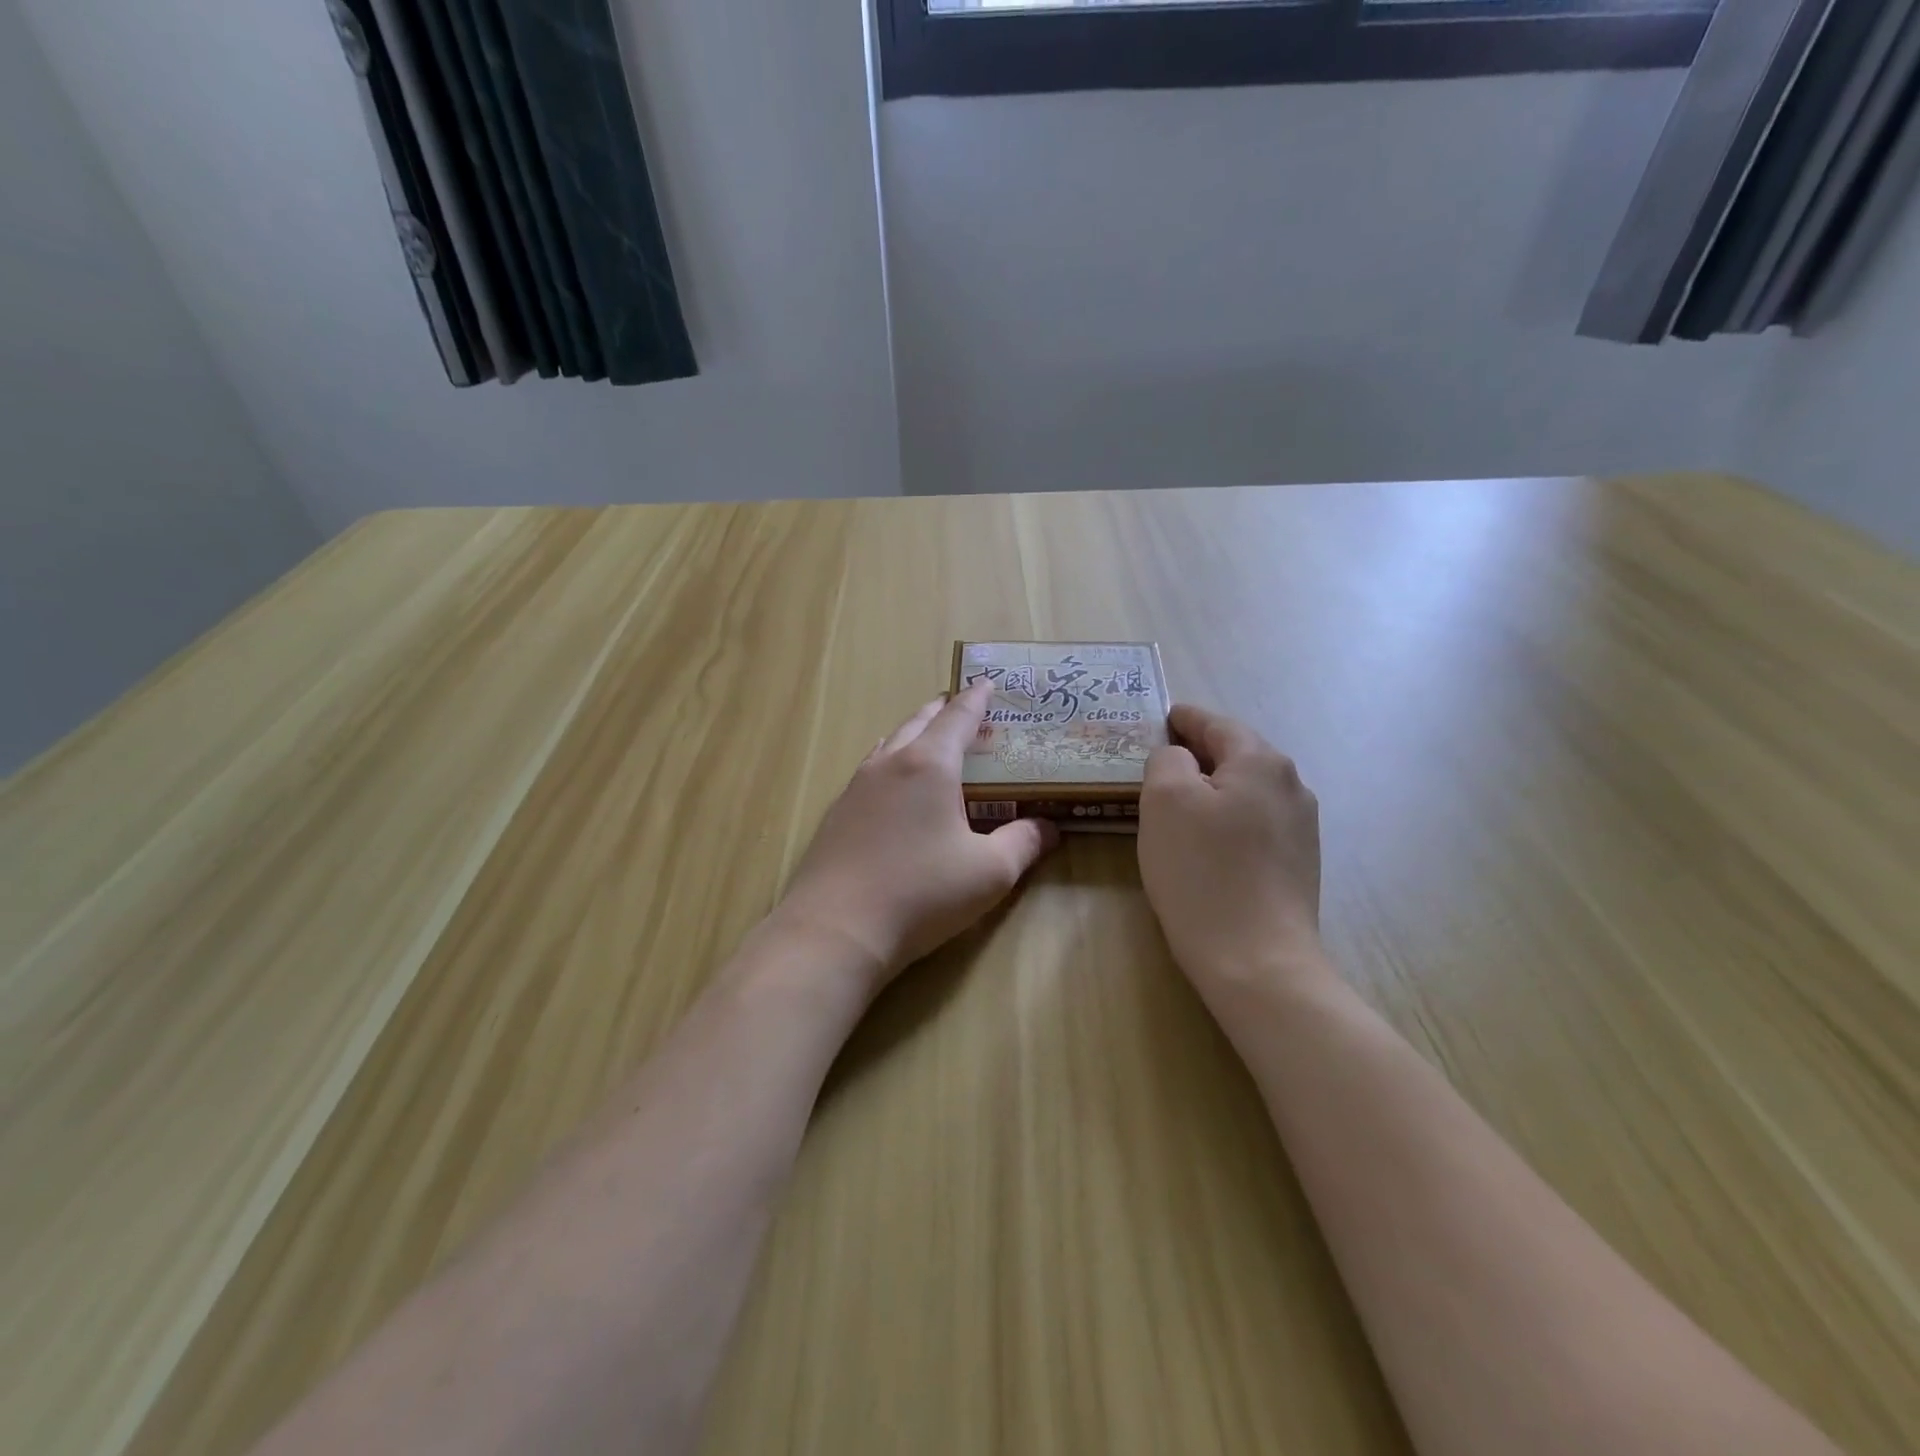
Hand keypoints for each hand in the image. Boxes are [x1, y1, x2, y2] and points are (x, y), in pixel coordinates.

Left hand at [776, 680, 1059, 992]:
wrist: (835, 930)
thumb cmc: (921, 893)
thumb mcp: (989, 873)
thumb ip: (1024, 843)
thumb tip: (1049, 827)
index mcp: (929, 765)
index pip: (958, 718)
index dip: (977, 699)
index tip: (987, 682)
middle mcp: (889, 765)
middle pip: (918, 722)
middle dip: (942, 710)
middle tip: (960, 705)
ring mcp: (856, 788)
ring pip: (889, 744)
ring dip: (912, 733)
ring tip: (926, 736)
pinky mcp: (836, 815)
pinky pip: (870, 772)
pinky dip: (890, 763)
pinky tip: (891, 785)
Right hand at [1138, 704, 1328, 1010]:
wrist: (1257, 960)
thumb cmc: (1202, 872)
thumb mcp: (1165, 800)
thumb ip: (1168, 760)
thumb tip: (1180, 758)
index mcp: (1262, 762)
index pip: (1217, 724)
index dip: (1185, 719)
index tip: (1162, 717)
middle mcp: (1292, 786)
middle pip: (1237, 755)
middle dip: (1199, 753)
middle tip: (1159, 760)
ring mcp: (1301, 828)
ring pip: (1246, 791)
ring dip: (1213, 789)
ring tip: (1177, 802)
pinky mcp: (1298, 864)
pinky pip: (1254, 823)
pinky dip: (1227, 819)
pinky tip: (1205, 842)